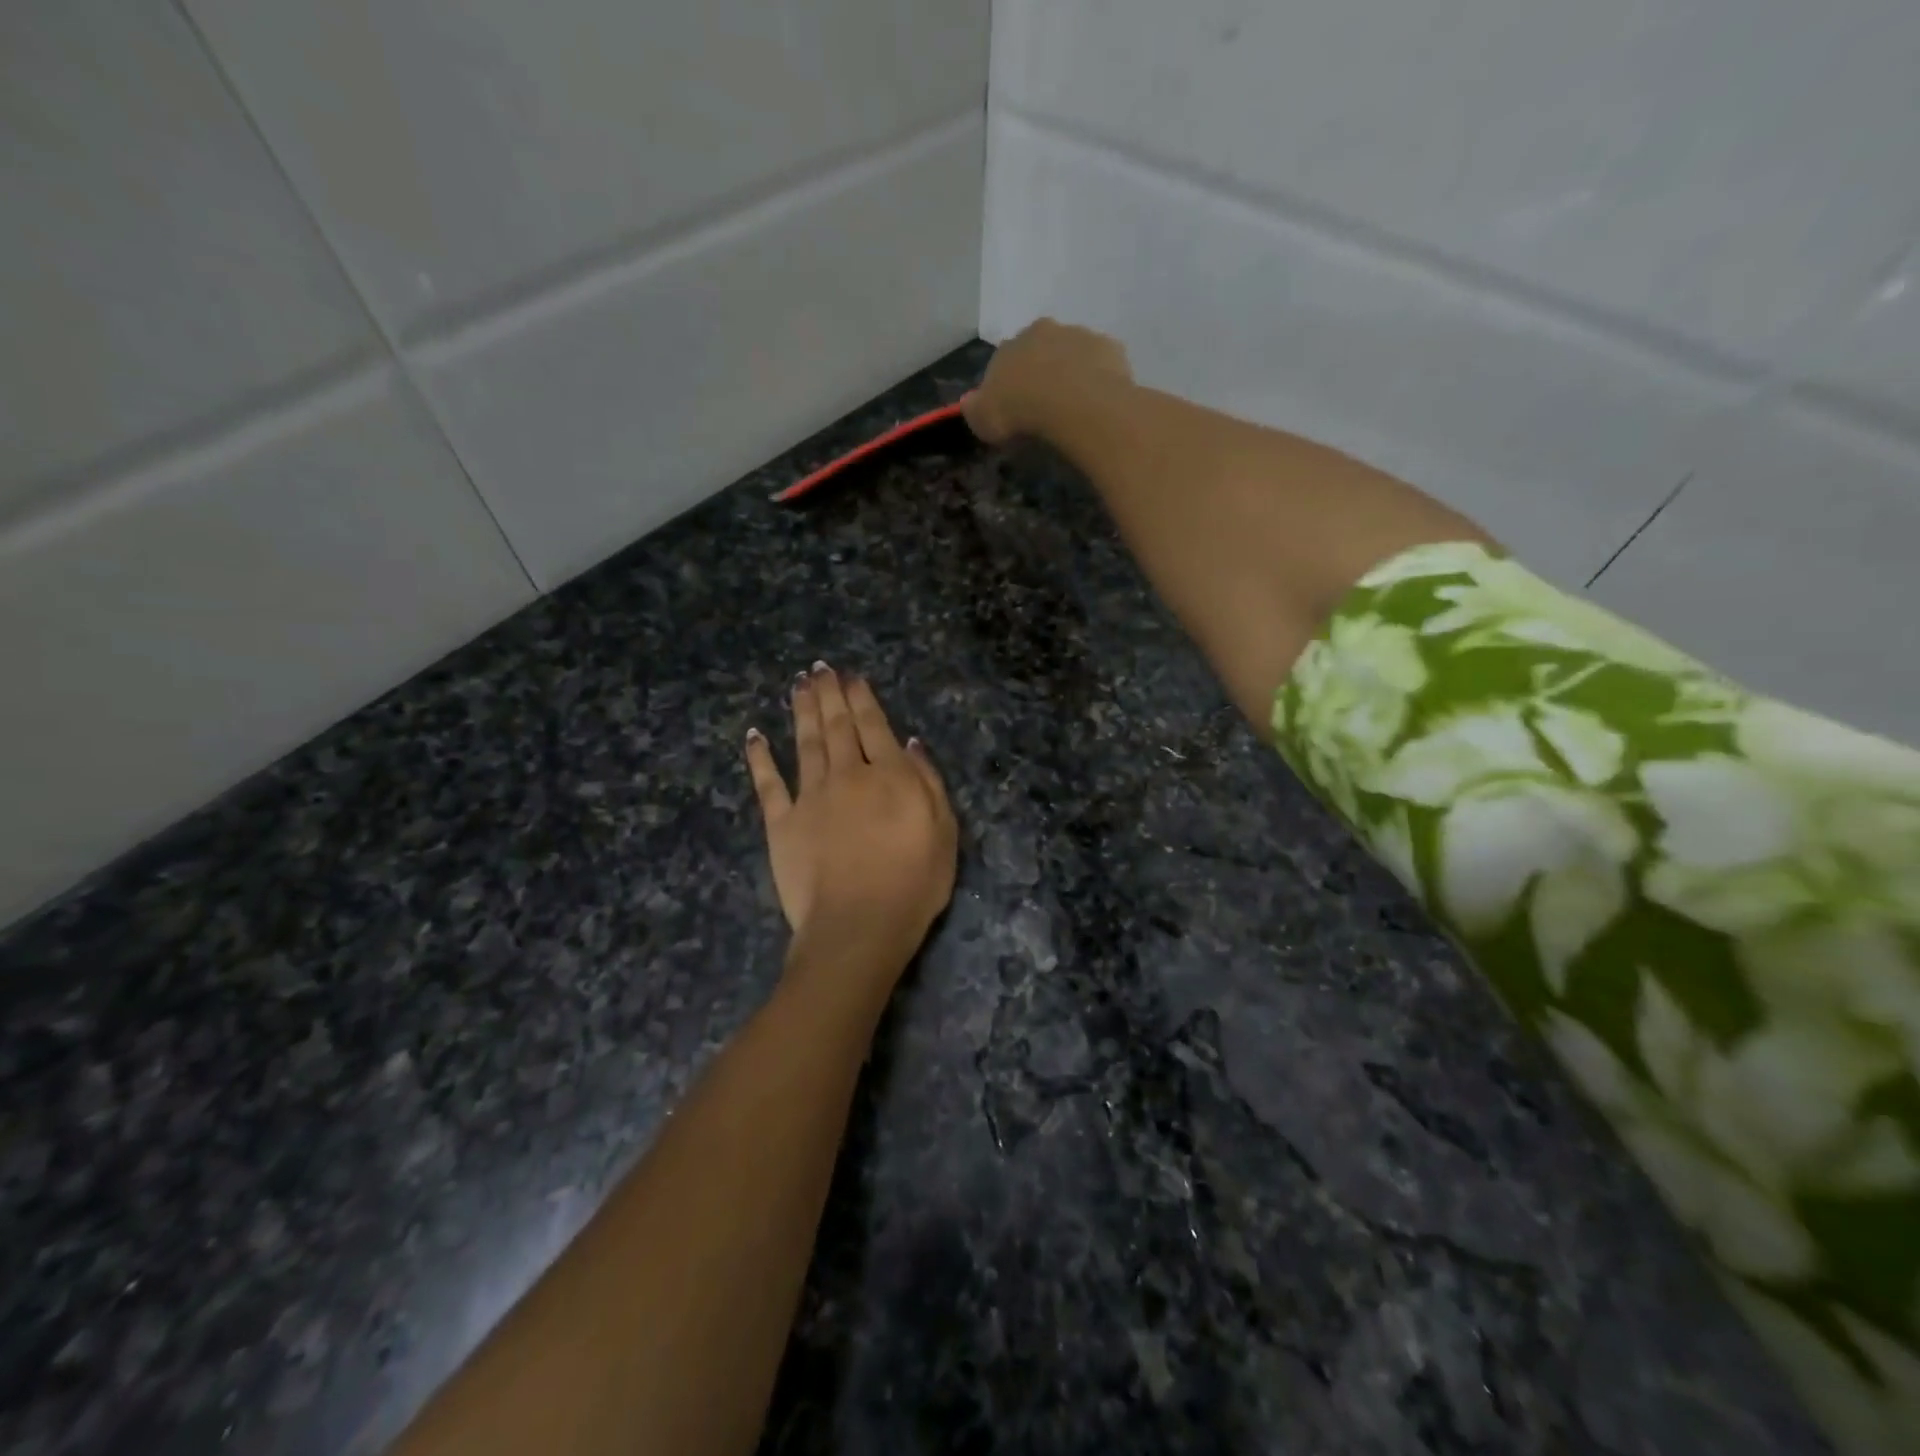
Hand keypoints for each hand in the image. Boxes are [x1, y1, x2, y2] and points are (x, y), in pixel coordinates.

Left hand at [744, 665, 957, 977]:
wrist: (859, 925)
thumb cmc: (913, 883)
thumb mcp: (945, 831)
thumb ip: (928, 782)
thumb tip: (909, 743)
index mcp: (889, 775)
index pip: (874, 725)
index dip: (861, 698)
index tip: (851, 676)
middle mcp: (847, 775)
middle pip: (836, 726)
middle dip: (829, 693)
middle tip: (820, 668)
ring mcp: (810, 797)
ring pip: (805, 742)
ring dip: (801, 710)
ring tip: (799, 685)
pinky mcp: (781, 823)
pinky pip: (768, 783)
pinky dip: (760, 757)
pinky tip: (755, 735)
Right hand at [961, 318, 1132, 444]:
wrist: (1074, 403)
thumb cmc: (1021, 411)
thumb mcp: (984, 420)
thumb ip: (975, 409)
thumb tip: (968, 402)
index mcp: (1010, 345)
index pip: (1004, 361)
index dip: (1008, 385)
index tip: (1014, 409)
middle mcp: (1044, 331)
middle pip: (1040, 351)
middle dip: (1041, 372)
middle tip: (1045, 406)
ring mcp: (1080, 336)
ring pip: (1073, 354)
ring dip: (1072, 374)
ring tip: (1074, 409)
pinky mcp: (1110, 349)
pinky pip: (1102, 366)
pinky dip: (1099, 381)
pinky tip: (1097, 405)